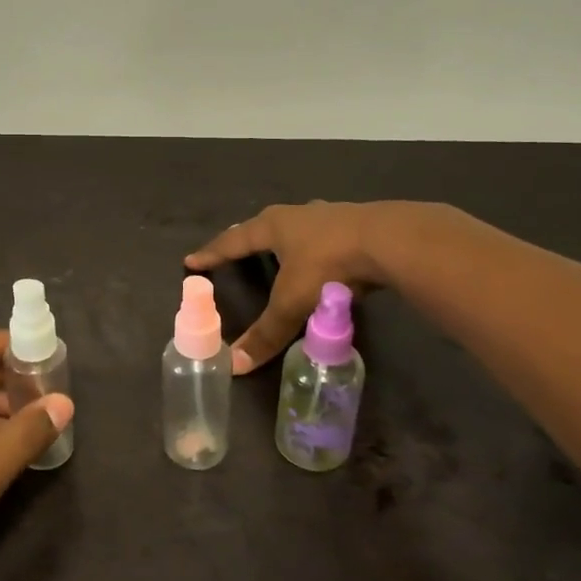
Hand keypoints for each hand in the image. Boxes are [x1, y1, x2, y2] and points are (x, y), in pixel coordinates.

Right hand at [185, 201, 383, 372]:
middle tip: (235, 247)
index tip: (192, 260)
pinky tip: (324, 253)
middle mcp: (297, 215)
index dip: (212, 253)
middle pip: (263, 225)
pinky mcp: (356, 224)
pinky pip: (326, 235)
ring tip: (279, 248)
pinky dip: (317, 245)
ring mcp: (329, 215)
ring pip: (297, 226)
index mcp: (273, 226)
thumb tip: (234, 365)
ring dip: (285, 238)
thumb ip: (266, 334)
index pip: (232, 240)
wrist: (388, 242)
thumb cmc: (328, 265)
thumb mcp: (292, 302)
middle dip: (247, 238)